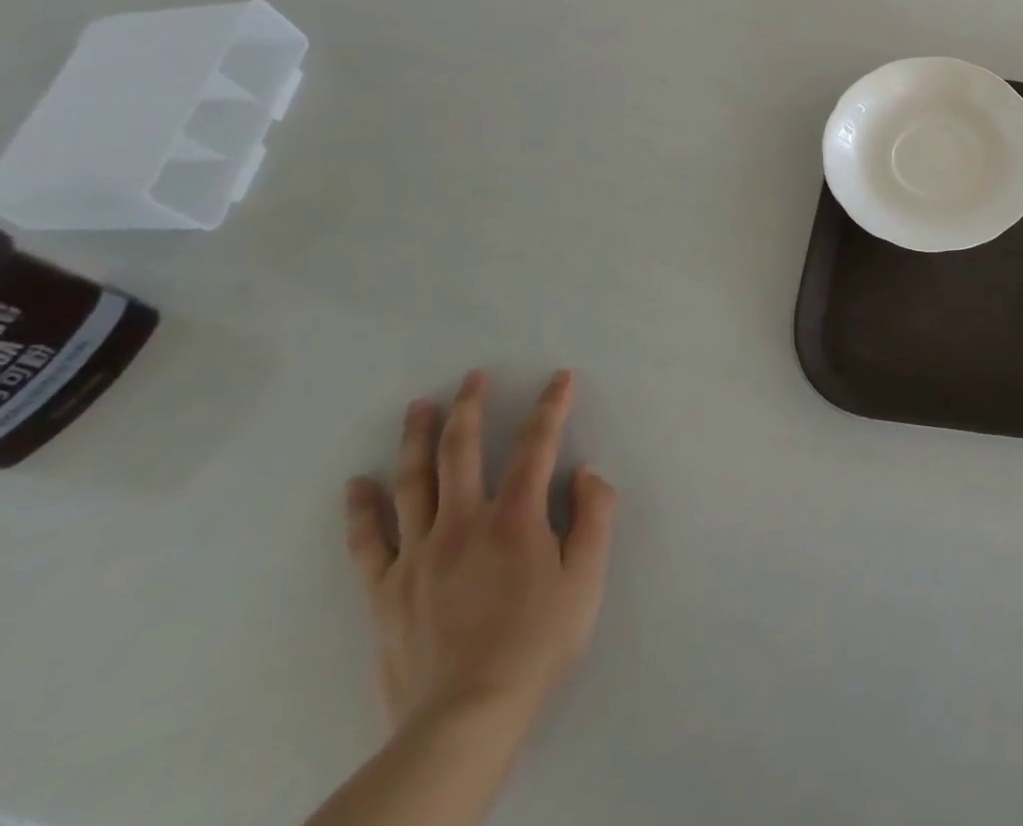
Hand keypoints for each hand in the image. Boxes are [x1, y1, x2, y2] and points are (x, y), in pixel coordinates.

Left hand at [344, 370, 615, 741]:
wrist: (466, 717)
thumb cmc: (537, 642)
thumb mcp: (586, 579)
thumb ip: (594, 517)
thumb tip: (586, 473)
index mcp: (515, 518)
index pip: (537, 445)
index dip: (552, 406)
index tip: (560, 378)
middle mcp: (463, 523)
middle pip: (462, 451)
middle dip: (470, 407)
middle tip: (473, 377)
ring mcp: (418, 556)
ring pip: (412, 483)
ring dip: (416, 439)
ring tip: (419, 407)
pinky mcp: (386, 591)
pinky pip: (368, 542)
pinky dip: (361, 510)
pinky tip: (355, 485)